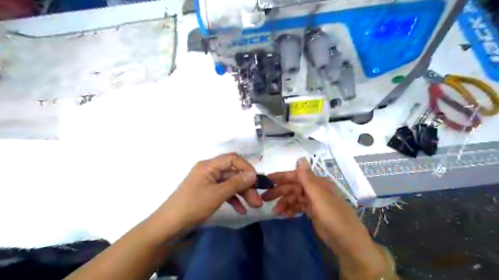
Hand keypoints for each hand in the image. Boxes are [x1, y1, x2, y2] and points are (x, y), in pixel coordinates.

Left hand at [156, 154, 262, 233]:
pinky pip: (224, 192)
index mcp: (209, 166)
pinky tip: (241, 210)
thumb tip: (253, 174)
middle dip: (247, 186)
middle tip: (258, 201)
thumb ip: (236, 183)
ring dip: (242, 194)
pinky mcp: (207, 193)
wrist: (169, 225)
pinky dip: (233, 199)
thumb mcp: (217, 194)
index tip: (257, 181)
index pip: (233, 159)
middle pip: (233, 173)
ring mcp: (208, 182)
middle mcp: (209, 171)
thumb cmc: (193, 206)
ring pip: (230, 184)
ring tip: (253, 206)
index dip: (246, 168)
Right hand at [261, 159, 364, 243]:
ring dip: (284, 202)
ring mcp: (314, 201)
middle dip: (279, 191)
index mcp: (318, 183)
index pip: (297, 176)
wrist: (348, 243)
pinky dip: (290, 209)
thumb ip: (308, 179)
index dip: (282, 177)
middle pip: (294, 187)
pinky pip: (298, 207)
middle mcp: (315, 189)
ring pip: (294, 197)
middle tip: (264, 198)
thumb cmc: (334, 217)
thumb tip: (300, 158)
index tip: (267, 179)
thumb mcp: (320, 197)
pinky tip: (283, 215)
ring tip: (274, 211)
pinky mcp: (313, 212)